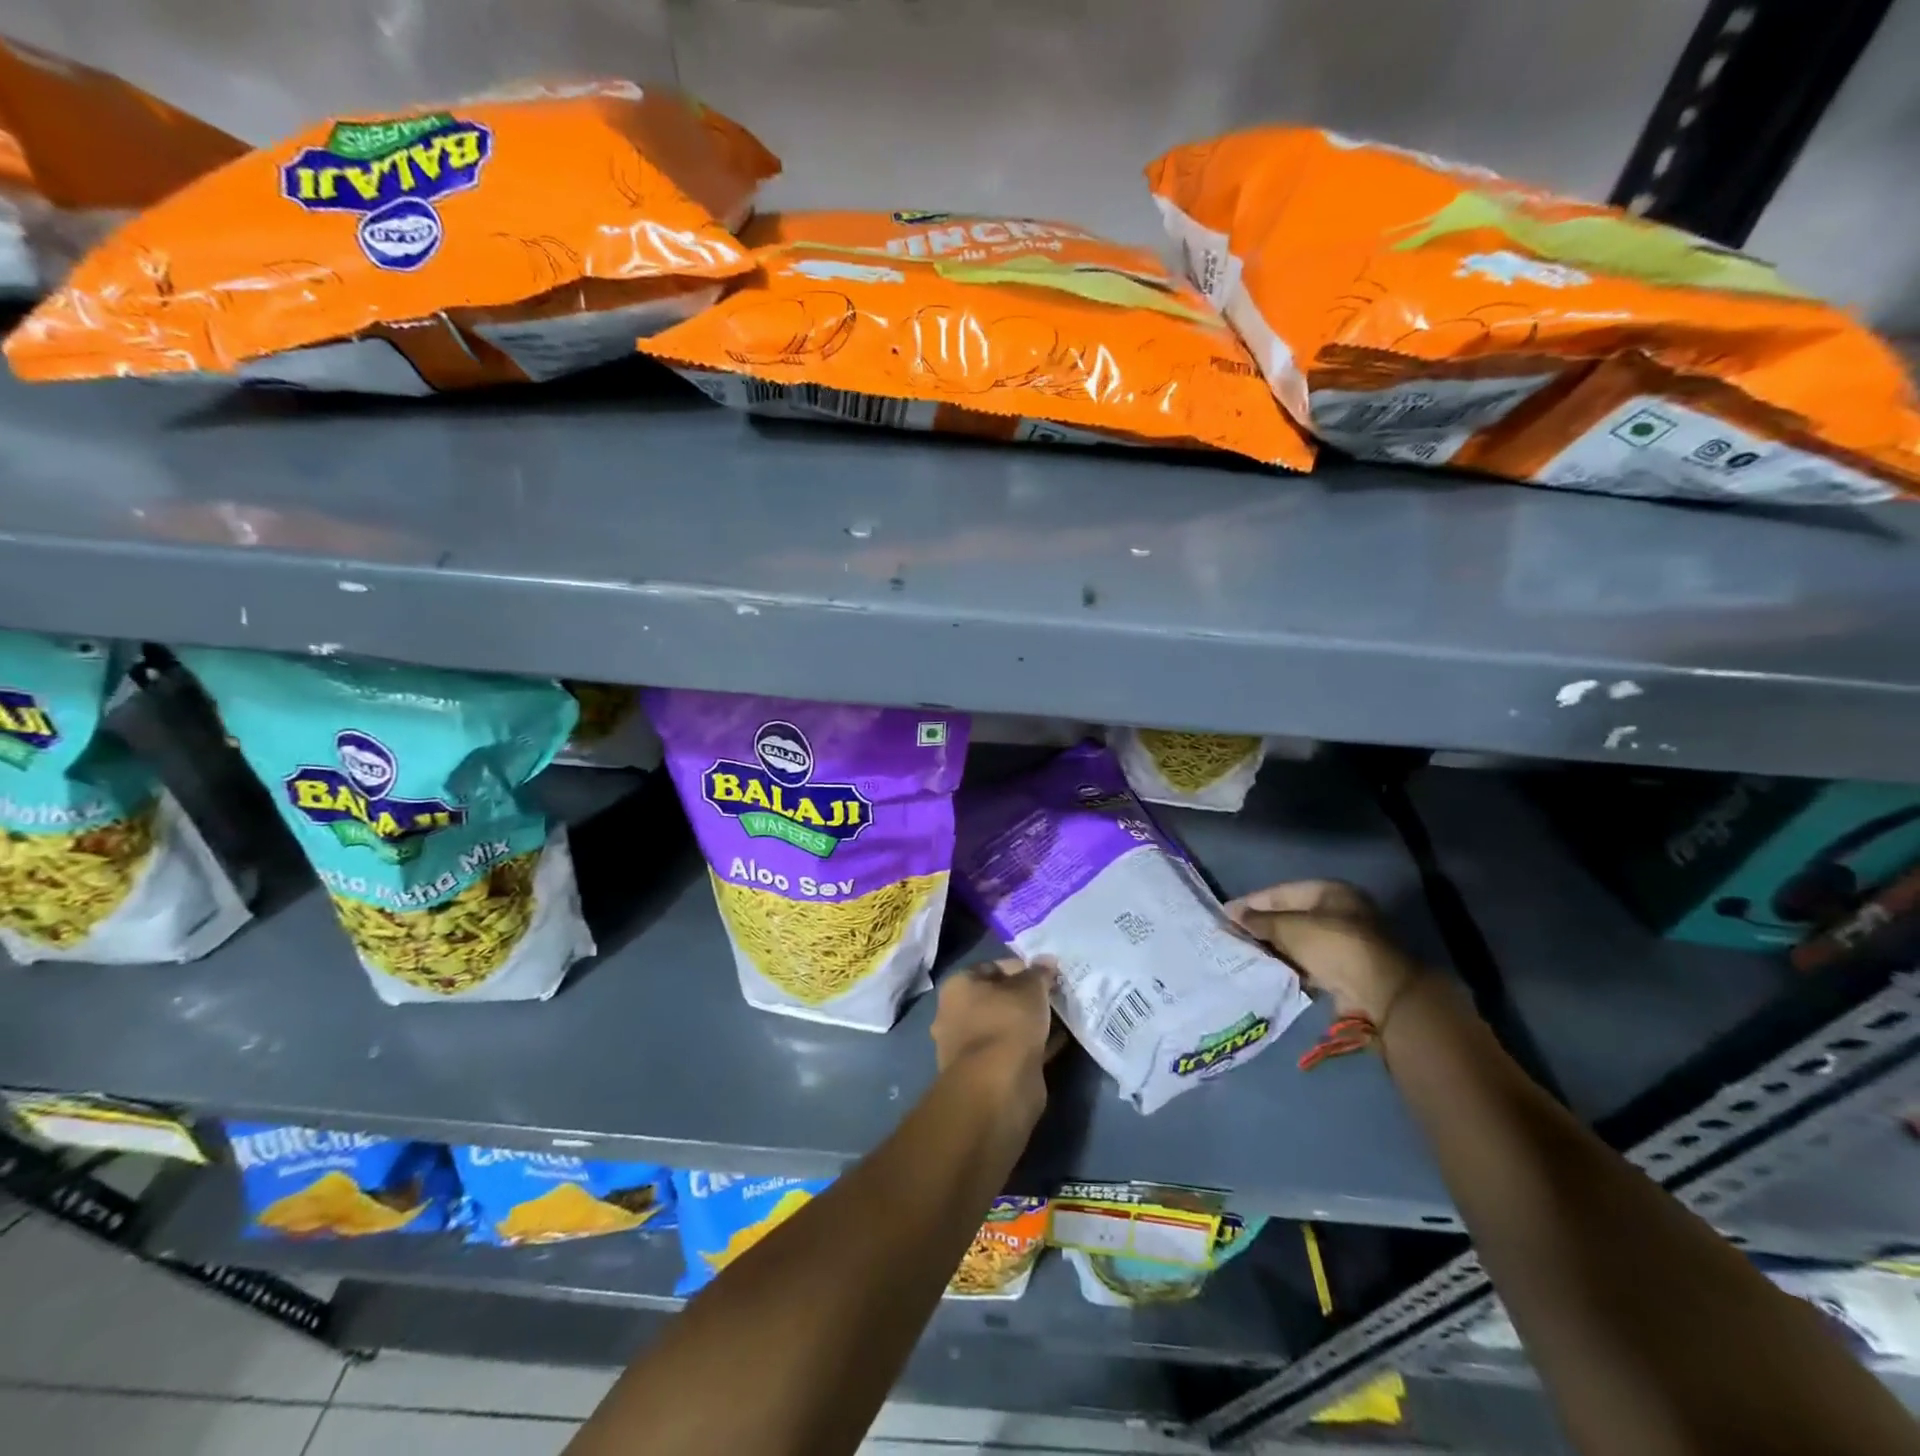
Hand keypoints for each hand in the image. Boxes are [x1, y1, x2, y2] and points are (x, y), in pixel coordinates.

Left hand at [930, 958, 1058, 1116]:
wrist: (998, 1088)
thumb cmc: (1007, 1023)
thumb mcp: (1030, 989)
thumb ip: (1039, 973)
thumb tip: (1047, 959)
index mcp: (958, 987)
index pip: (992, 967)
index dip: (1021, 967)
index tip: (1047, 974)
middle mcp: (956, 1015)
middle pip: (998, 998)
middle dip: (1026, 997)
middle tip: (1056, 995)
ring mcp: (970, 1047)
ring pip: (1007, 1026)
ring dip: (1031, 1022)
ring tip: (1062, 1016)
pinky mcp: (987, 1073)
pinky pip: (1014, 1050)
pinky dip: (1034, 1044)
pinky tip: (1059, 1040)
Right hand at [1228, 880, 1419, 1022]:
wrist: (1380, 992)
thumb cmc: (1333, 946)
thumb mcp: (1290, 928)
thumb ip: (1260, 921)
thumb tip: (1232, 913)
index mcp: (1329, 891)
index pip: (1280, 892)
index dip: (1252, 902)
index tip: (1226, 914)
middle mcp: (1339, 911)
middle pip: (1290, 916)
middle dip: (1263, 927)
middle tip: (1234, 937)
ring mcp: (1344, 941)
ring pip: (1299, 941)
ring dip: (1276, 948)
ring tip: (1247, 955)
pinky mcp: (1345, 968)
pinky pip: (1309, 962)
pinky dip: (1291, 965)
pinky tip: (1270, 971)